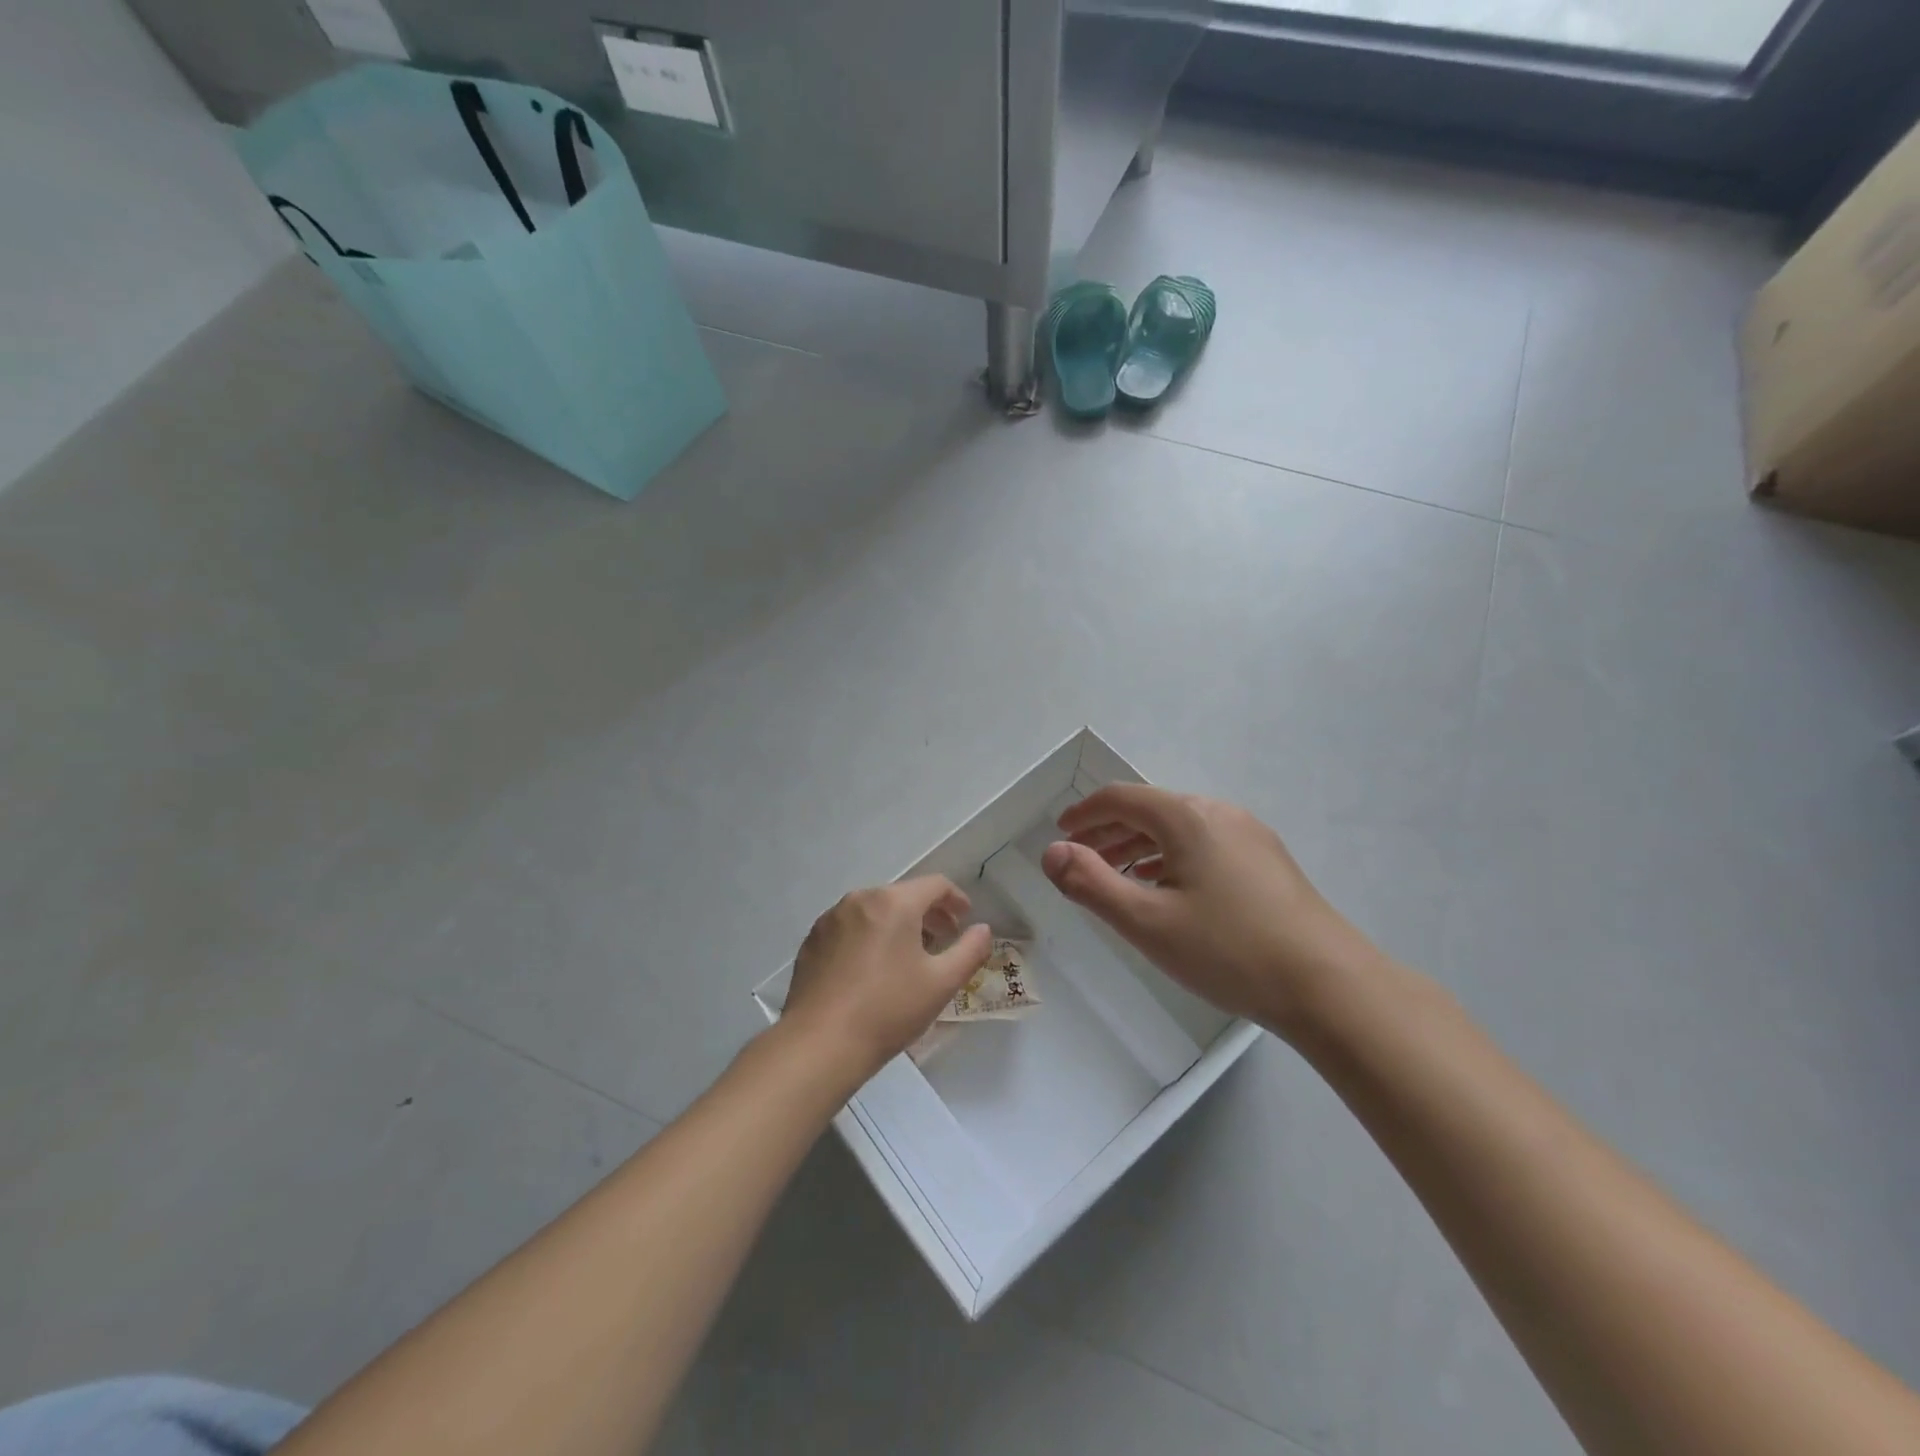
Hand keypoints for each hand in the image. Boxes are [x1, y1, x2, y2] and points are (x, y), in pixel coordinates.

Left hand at [782, 876, 994, 1080]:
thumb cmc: (888, 1010)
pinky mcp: (812, 941)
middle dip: (927, 913)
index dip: (955, 898)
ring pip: (874, 910)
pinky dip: (869, 936)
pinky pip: (850, 927)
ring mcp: (830, 918)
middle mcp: (860, 899)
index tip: (965, 919)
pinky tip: (872, 969)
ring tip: (909, 956)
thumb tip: (983, 929)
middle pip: (902, 895)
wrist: (819, 1044)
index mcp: (893, 902)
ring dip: (897, 924)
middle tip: (943, 939)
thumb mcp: (941, 983)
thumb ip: (970, 950)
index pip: (934, 885)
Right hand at [1041, 786, 1382, 1038]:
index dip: (1084, 813)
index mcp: (1187, 817)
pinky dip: (1171, 858)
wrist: (1329, 985)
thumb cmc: (1228, 950)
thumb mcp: (1147, 921)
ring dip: (1140, 846)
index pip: (1121, 798)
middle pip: (1151, 810)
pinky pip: (1204, 844)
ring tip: (1116, 877)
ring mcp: (1249, 835)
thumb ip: (1091, 883)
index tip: (1060, 833)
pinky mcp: (1267, 861)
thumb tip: (1051, 852)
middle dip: (1109, 831)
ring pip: (1179, 828)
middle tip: (1080, 858)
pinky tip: (1167, 890)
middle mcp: (1218, 813)